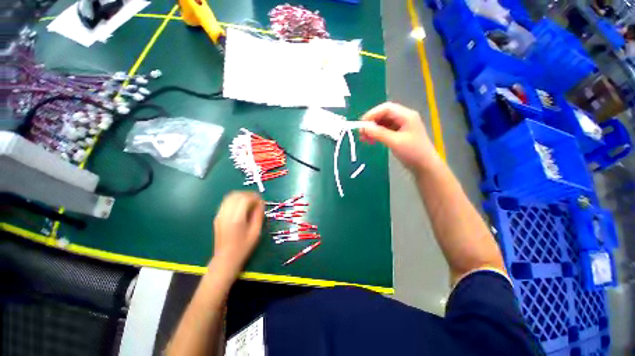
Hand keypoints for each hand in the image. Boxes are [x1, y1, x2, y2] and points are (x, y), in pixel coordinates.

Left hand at [212, 191, 263, 275]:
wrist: (225, 258)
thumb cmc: (243, 247)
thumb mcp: (256, 232)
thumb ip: (258, 215)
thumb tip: (261, 203)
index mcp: (236, 218)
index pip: (245, 199)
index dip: (255, 197)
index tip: (261, 201)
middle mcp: (226, 214)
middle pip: (236, 195)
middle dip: (248, 194)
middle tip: (257, 201)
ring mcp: (220, 215)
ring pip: (230, 197)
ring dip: (241, 196)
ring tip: (249, 202)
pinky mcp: (217, 216)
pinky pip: (226, 202)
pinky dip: (235, 200)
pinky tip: (241, 206)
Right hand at [360, 102, 440, 174]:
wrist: (425, 166)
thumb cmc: (412, 152)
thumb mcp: (395, 142)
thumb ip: (379, 133)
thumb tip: (363, 127)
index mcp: (406, 116)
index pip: (386, 108)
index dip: (372, 114)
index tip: (361, 124)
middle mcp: (404, 118)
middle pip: (384, 114)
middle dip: (371, 122)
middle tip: (361, 132)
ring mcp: (402, 126)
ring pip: (384, 122)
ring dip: (373, 129)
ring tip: (364, 138)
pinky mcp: (399, 134)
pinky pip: (385, 130)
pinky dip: (377, 134)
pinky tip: (371, 140)